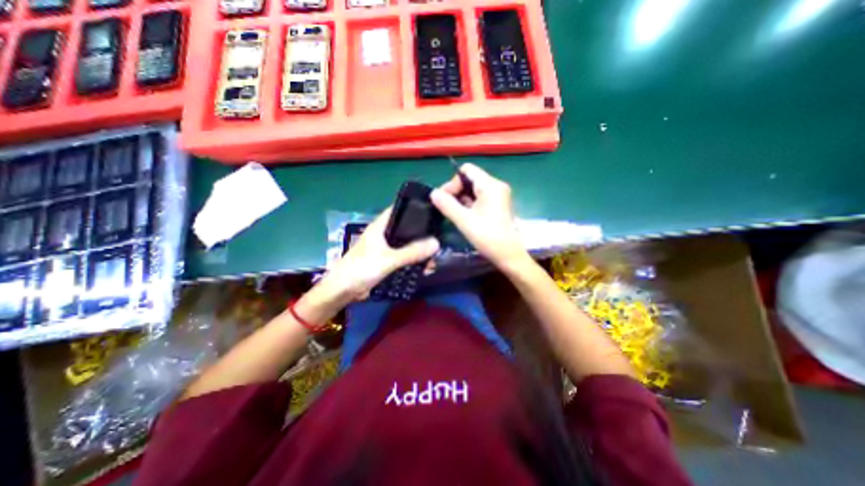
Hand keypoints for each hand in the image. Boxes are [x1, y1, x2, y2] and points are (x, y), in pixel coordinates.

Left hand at [318, 207, 439, 301]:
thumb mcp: (389, 259)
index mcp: (381, 226)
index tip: (435, 211)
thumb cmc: (361, 268)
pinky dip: (414, 261)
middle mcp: (385, 233)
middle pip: (407, 228)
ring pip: (407, 244)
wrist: (343, 291)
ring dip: (420, 250)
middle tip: (441, 237)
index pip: (401, 209)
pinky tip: (426, 268)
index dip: (416, 208)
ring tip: (435, 258)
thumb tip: (437, 243)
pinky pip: (405, 257)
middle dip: (423, 234)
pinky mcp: (387, 260)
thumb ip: (412, 252)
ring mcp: (386, 248)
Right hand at [430, 163, 526, 268]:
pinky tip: (464, 215)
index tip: (445, 199)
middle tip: (446, 207)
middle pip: (470, 178)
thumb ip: (447, 205)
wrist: (508, 254)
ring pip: (474, 188)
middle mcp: (496, 185)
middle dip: (456, 190)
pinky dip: (470, 203)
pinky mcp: (498, 204)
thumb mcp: (464, 221)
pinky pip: (480, 196)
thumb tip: (433, 193)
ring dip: (462, 198)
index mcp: (490, 185)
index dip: (453, 182)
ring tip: (455, 213)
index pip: (467, 170)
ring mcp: (499, 195)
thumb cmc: (487, 237)